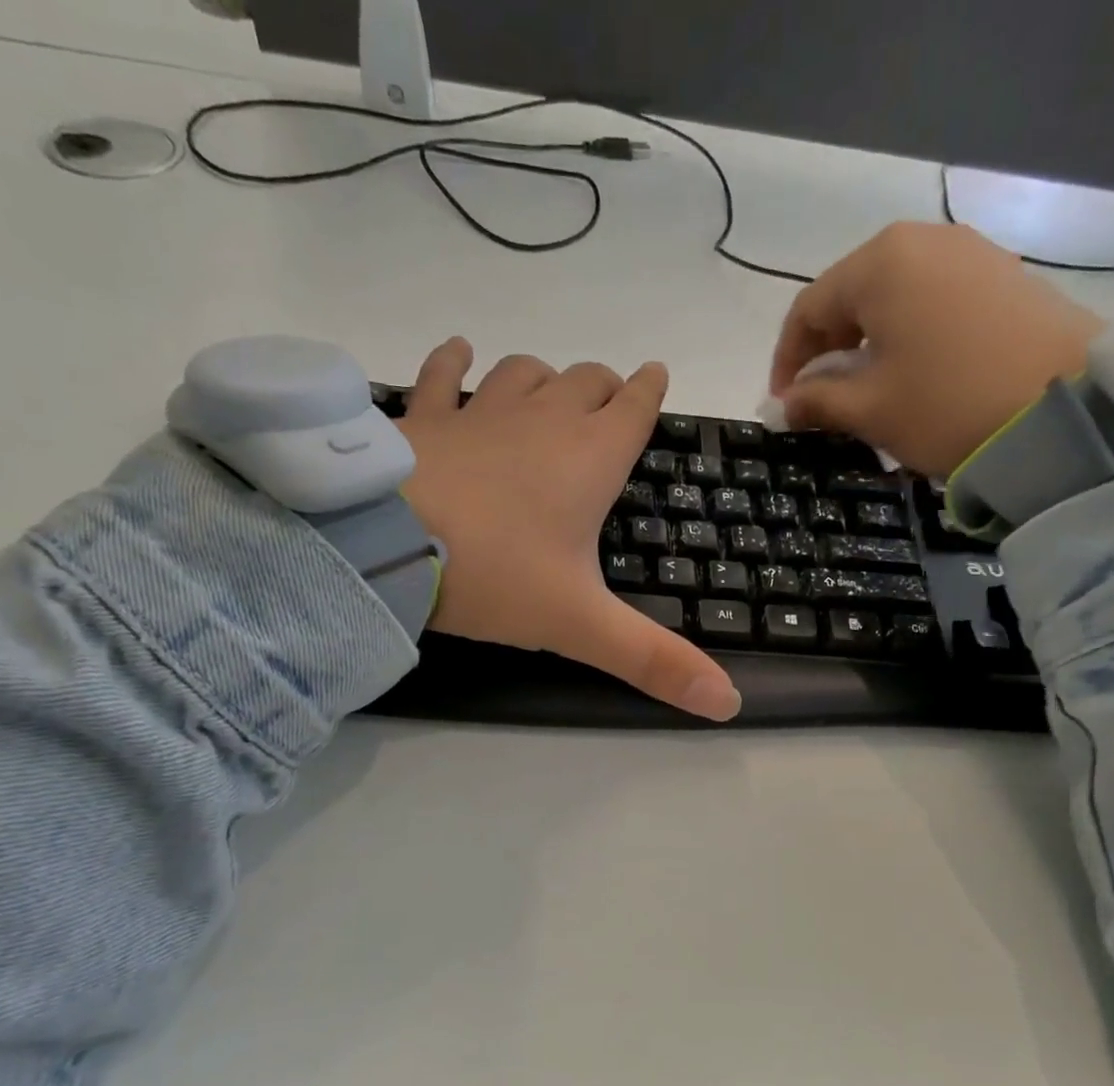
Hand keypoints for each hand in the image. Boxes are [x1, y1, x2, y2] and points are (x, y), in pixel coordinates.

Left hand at [397, 339, 740, 721]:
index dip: (649, 392)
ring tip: (548, 390)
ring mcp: (479, 412)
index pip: (634, 409)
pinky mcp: (424, 418)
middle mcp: (541, 422)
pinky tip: (459, 354)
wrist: (385, 545)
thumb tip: (729, 703)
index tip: (658, 374)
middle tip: (609, 401)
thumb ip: (653, 662)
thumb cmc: (496, 576)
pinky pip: (443, 374)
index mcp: (588, 461)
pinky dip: (454, 361)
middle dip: (603, 387)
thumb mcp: (581, 626)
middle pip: (585, 382)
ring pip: (524, 373)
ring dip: (543, 378)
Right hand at [769, 223, 1104, 478]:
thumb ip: (817, 402)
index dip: (786, 361)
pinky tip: (911, 375)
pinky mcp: (1001, 275)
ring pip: (892, 299)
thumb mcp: (870, 410)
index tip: (783, 407)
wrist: (1063, 405)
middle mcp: (922, 241)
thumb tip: (784, 404)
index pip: (808, 309)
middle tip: (821, 403)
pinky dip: (906, 337)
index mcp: (880, 264)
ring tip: (865, 393)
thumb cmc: (946, 405)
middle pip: (851, 297)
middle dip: (826, 352)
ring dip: (866, 346)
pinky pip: (931, 301)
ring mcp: (968, 253)